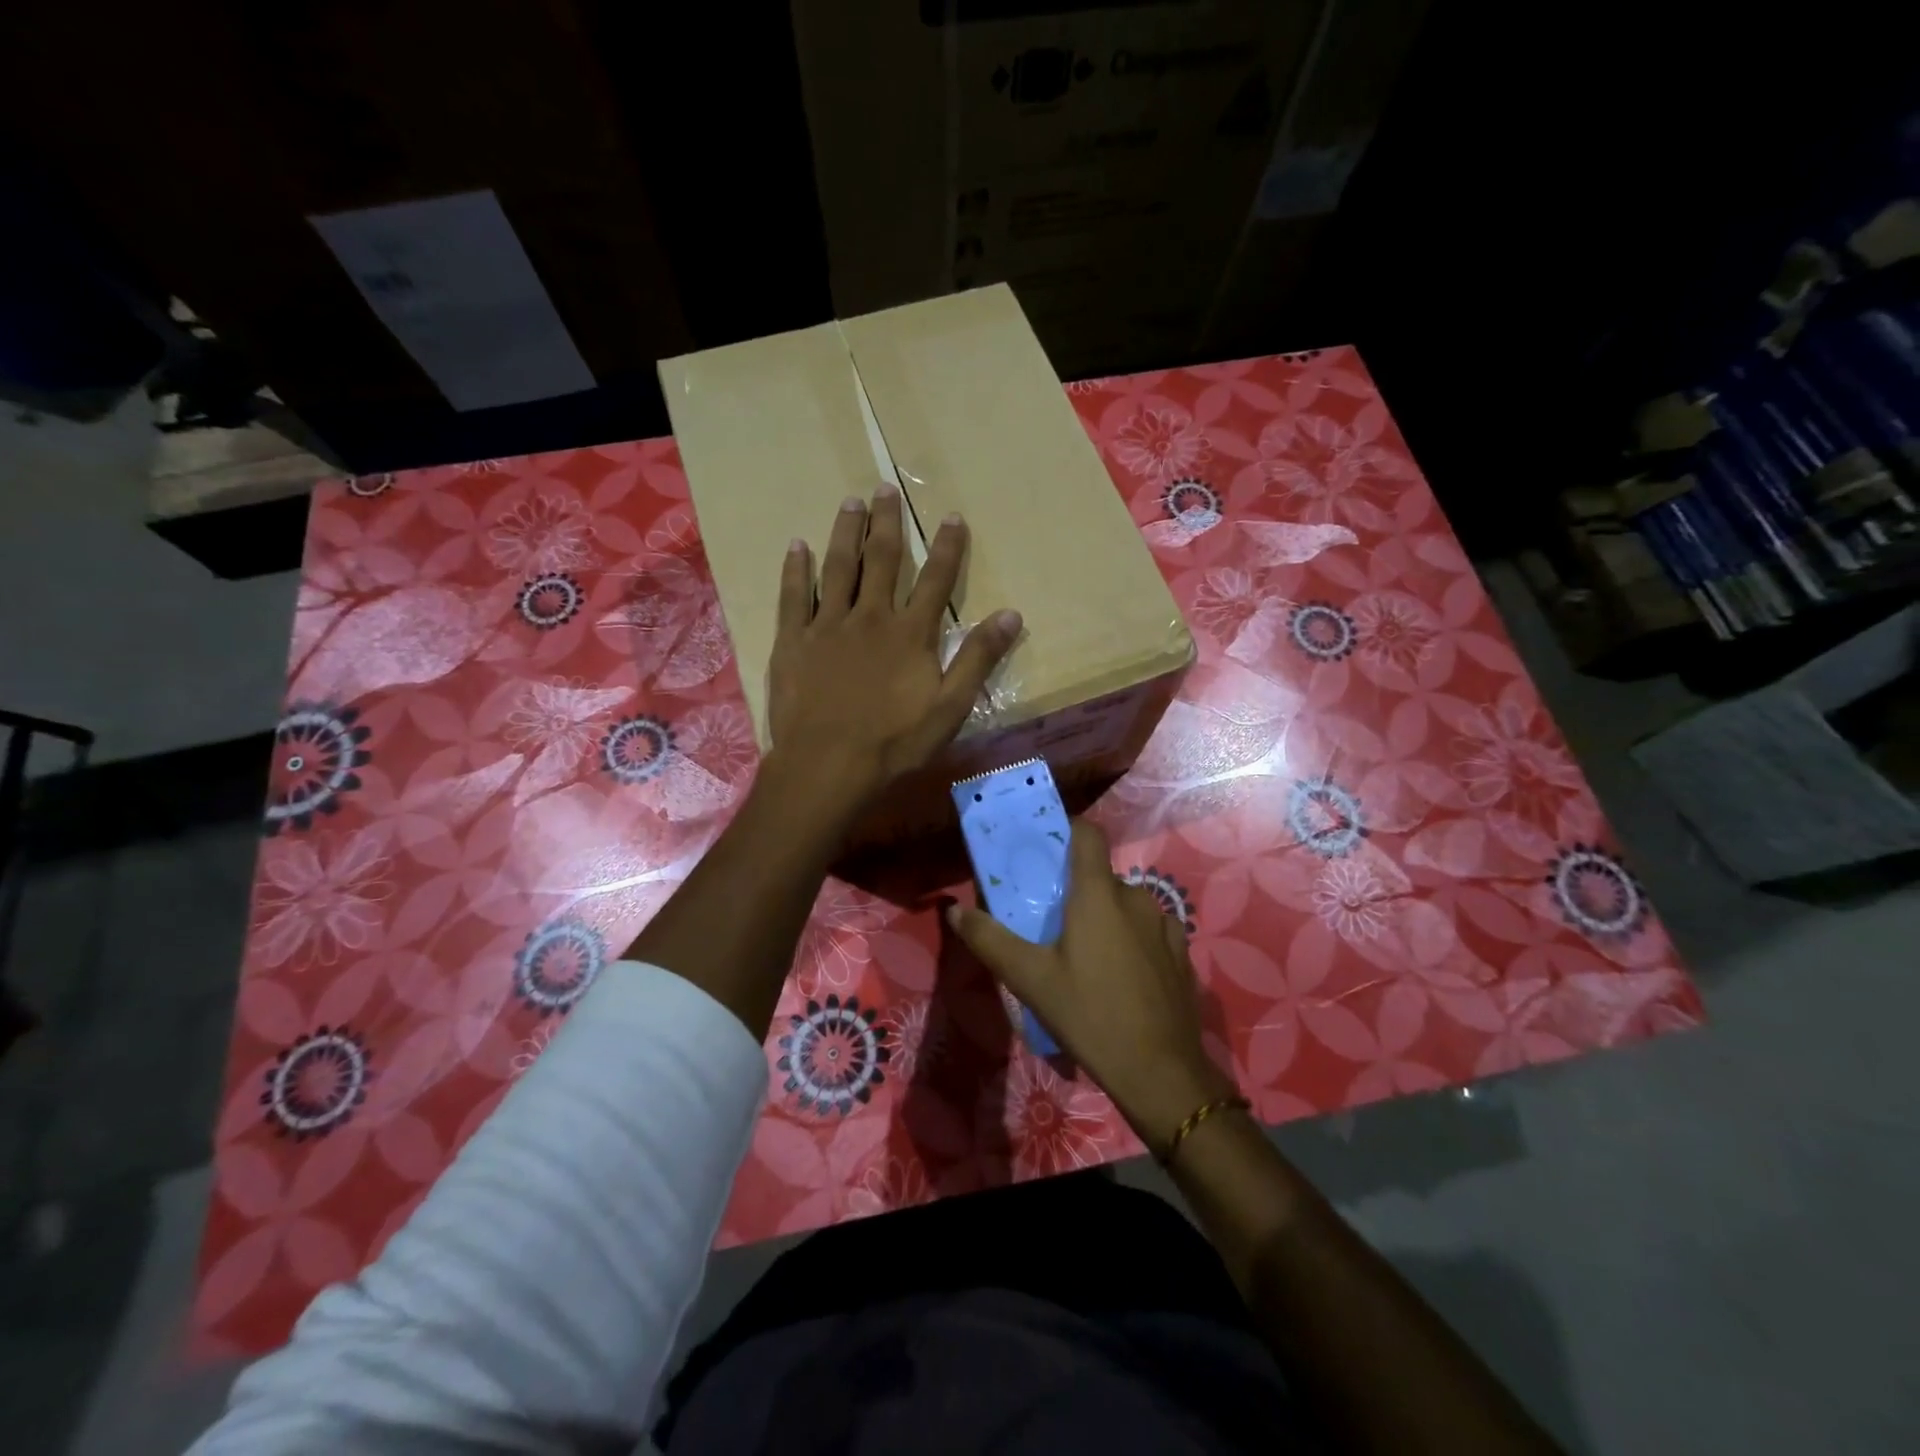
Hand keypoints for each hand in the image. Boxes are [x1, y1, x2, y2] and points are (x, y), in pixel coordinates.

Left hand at [766, 483, 1020, 819]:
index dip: (947, 547)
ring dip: (846, 532)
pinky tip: (797, 546)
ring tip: (850, 502)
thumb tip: (1011, 614)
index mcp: (911, 633)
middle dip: (887, 523)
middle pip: (882, 560)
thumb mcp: (950, 707)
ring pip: (839, 567)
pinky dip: (796, 569)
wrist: (829, 764)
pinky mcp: (794, 641)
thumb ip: (978, 658)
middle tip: (885, 487)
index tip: (951, 516)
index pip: (936, 580)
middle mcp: (871, 616)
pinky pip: (794, 596)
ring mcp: (828, 626)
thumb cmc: (895, 742)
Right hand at [946, 819, 1237, 1152]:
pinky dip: (1133, 938)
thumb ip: (990, 939)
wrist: (1160, 1070)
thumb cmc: (1089, 1014)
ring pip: (1126, 904)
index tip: (1046, 848)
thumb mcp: (1030, 979)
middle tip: (1052, 920)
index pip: (1087, 834)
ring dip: (1106, 916)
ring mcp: (1164, 925)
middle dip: (1077, 890)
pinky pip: (1150, 929)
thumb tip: (954, 910)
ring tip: (1085, 953)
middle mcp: (1135, 897)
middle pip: (1101, 876)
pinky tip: (1122, 972)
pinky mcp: (1181, 952)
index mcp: (1098, 894)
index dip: (1068, 831)